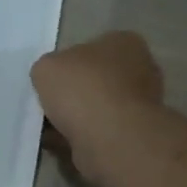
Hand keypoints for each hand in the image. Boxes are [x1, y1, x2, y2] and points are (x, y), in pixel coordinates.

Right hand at [31, 32, 163, 180]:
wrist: (110, 139)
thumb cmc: (82, 89)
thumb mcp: (46, 66)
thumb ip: (48, 68)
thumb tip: (53, 80)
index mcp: (125, 43)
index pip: (93, 47)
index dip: (68, 62)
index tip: (51, 78)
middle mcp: (140, 71)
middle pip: (96, 79)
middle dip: (72, 92)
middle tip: (47, 103)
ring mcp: (139, 106)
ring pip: (96, 109)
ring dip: (73, 118)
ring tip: (47, 126)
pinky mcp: (132, 136)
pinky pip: (97, 133)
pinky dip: (77, 137)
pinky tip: (57, 143)